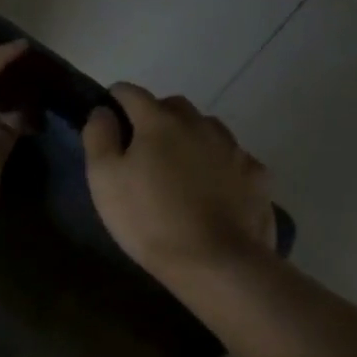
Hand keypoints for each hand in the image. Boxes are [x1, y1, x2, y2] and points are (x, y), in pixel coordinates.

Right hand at [82, 83, 275, 283]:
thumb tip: (103, 110)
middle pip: (172, 106)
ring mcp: (233, 148)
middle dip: (156, 117)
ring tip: (182, 169)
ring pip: (207, 129)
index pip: (130, 93)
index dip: (115, 100)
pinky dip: (222, 166)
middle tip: (144, 150)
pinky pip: (234, 159)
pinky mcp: (257, 174)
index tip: (109, 119)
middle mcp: (199, 124)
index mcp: (159, 121)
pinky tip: (216, 190)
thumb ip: (99, 137)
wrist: (217, 262)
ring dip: (192, 138)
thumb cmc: (150, 220)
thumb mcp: (104, 180)